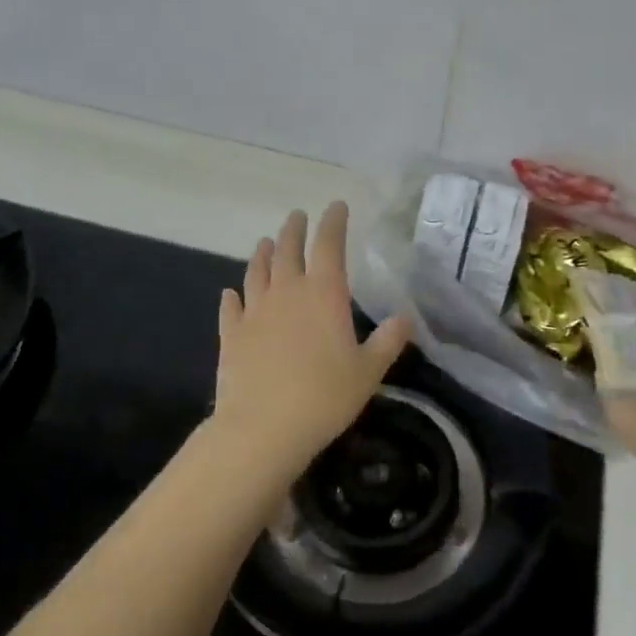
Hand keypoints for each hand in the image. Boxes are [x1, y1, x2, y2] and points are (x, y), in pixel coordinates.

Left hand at [210, 203, 410, 474]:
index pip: (329, 245)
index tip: (336, 206)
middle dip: (294, 230)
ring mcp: (255, 312)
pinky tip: (231, 293)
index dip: (333, 222)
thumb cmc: (325, 396)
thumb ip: (388, 341)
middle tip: (297, 216)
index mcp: (324, 294)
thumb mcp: (368, 371)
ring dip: (263, 254)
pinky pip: (231, 308)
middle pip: (288, 250)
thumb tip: (405, 317)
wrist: (263, 428)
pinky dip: (232, 297)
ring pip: (257, 272)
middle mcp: (287, 292)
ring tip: (266, 242)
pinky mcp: (231, 335)